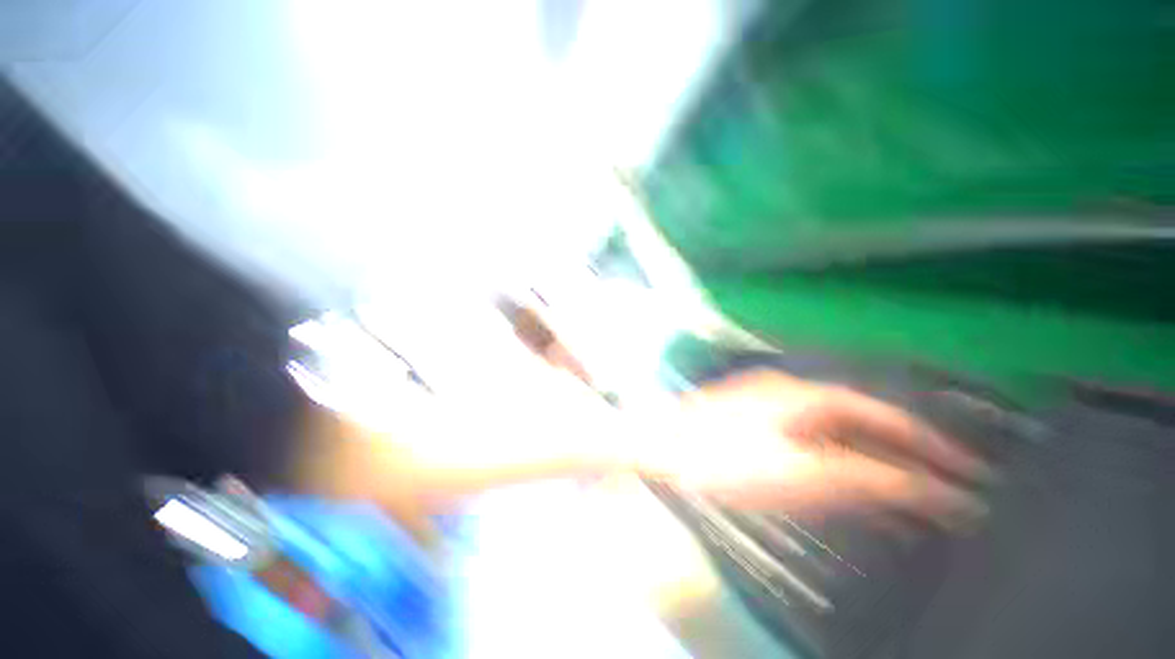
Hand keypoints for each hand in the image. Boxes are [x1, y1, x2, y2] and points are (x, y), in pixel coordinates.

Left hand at [636, 370, 992, 529]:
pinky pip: (810, 437)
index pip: (887, 416)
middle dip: (904, 453)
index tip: (967, 472)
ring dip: (873, 457)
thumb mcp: (800, 474)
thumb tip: (925, 488)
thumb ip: (863, 478)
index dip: (931, 444)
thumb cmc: (724, 459)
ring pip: (837, 430)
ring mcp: (769, 402)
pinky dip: (837, 457)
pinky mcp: (753, 419)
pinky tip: (842, 478)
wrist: (662, 445)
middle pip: (863, 421)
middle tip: (943, 489)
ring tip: (905, 492)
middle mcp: (793, 391)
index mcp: (808, 396)